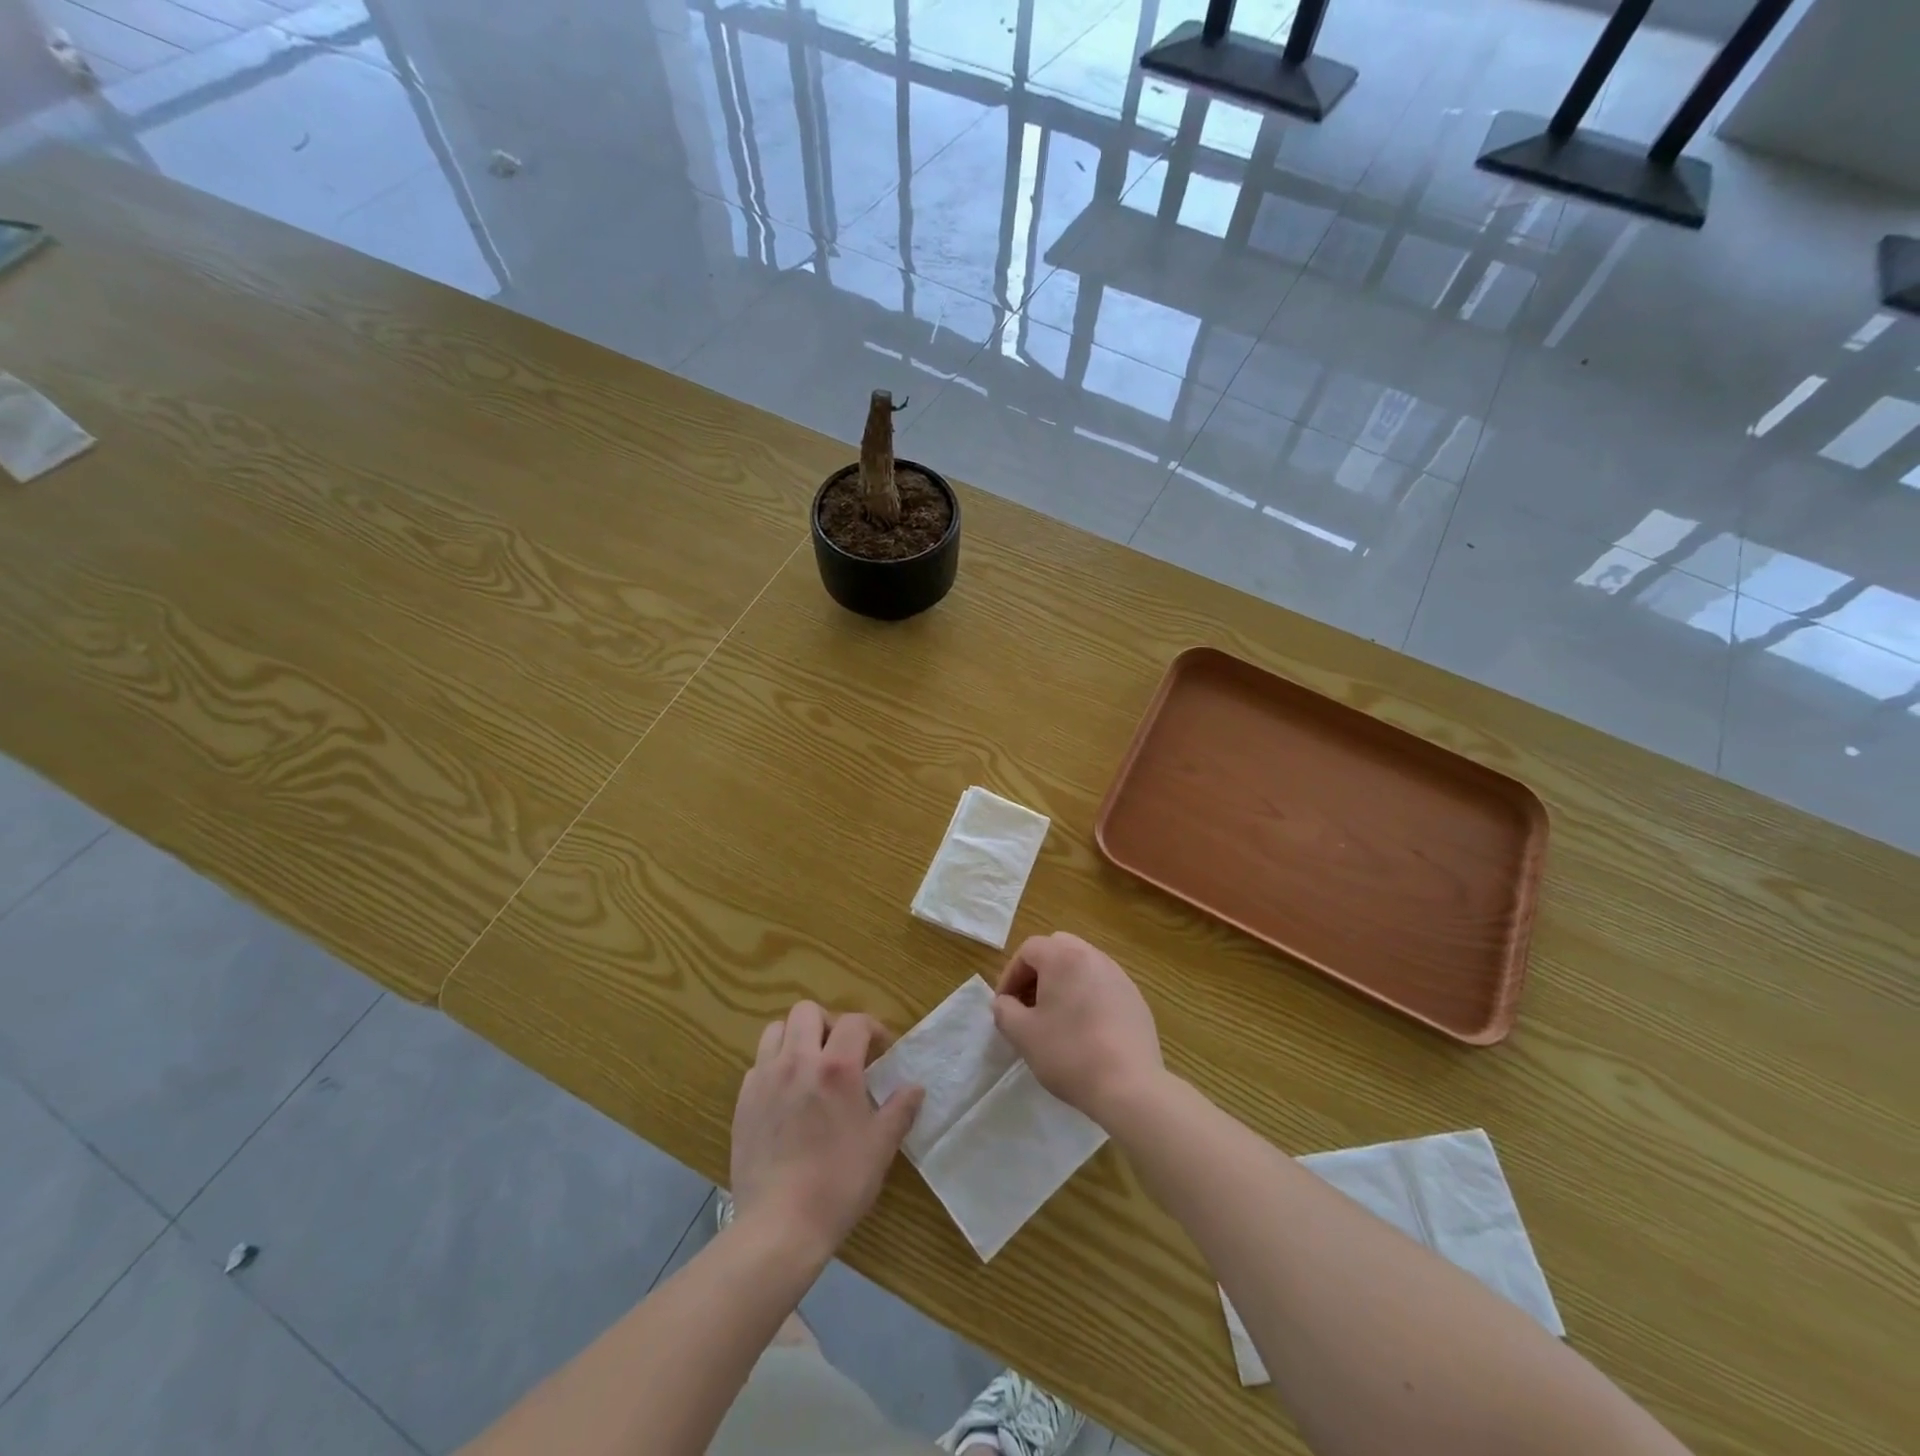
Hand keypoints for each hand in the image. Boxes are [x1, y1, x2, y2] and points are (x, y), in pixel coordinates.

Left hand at [730, 1002, 923, 1258]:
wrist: (779, 1225)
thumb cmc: (838, 1183)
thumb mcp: (881, 1146)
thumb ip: (900, 1109)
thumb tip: (915, 1087)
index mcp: (836, 1067)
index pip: (855, 1021)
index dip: (872, 1028)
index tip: (881, 1050)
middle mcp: (798, 1061)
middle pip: (807, 1011)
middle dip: (828, 1022)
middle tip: (841, 1051)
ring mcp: (765, 1079)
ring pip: (776, 1030)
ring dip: (795, 1037)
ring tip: (810, 1064)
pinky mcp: (743, 1101)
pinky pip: (758, 1065)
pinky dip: (774, 1067)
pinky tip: (786, 1095)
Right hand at [992, 932, 1163, 1123]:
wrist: (1129, 1086)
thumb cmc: (1069, 1053)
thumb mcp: (1023, 1034)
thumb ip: (1004, 1011)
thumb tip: (1004, 1003)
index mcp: (1063, 957)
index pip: (1029, 950)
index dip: (1011, 975)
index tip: (1005, 1004)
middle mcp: (1093, 957)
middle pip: (1058, 949)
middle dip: (1038, 972)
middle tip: (1029, 1003)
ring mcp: (1119, 976)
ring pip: (1083, 966)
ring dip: (1064, 983)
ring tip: (1056, 1017)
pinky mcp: (1136, 999)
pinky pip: (1103, 986)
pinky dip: (1088, 997)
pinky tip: (1086, 1030)